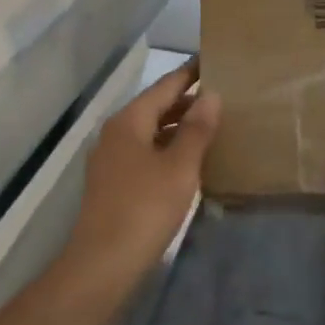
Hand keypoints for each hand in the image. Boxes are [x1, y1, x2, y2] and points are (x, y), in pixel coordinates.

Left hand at [67, 62, 220, 285]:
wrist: (102, 264)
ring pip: (150, 132)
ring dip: (178, 128)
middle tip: (222, 96)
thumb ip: (196, 130)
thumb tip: (211, 95)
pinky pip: (146, 154)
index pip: (165, 86)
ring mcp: (111, 160)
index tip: (213, 60)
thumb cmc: (145, 209)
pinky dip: (168, 149)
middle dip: (186, 101)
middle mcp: (116, 134)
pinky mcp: (113, 184)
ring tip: (212, 126)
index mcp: (129, 122)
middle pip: (155, 108)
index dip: (190, 73)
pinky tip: (189, 161)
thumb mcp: (179, 167)